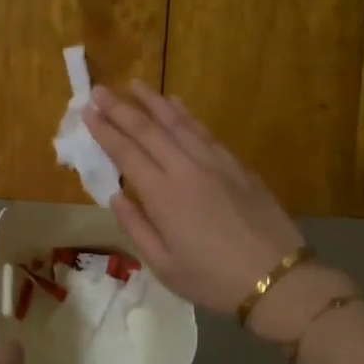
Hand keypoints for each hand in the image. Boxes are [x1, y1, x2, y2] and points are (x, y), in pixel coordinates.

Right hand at [82, 82, 310, 315]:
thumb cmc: (213, 280)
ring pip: (179, 123)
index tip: (87, 111)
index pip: (126, 153)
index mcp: (163, 195)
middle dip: (121, 108)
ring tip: (136, 84)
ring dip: (154, 102)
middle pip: (148, 130)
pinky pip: (204, 131)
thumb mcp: (164, 266)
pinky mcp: (237, 166)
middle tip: (100, 90)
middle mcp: (186, 169)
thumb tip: (116, 196)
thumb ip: (136, 227)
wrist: (276, 278)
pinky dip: (187, 114)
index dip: (105, 130)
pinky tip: (177, 104)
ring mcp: (215, 163)